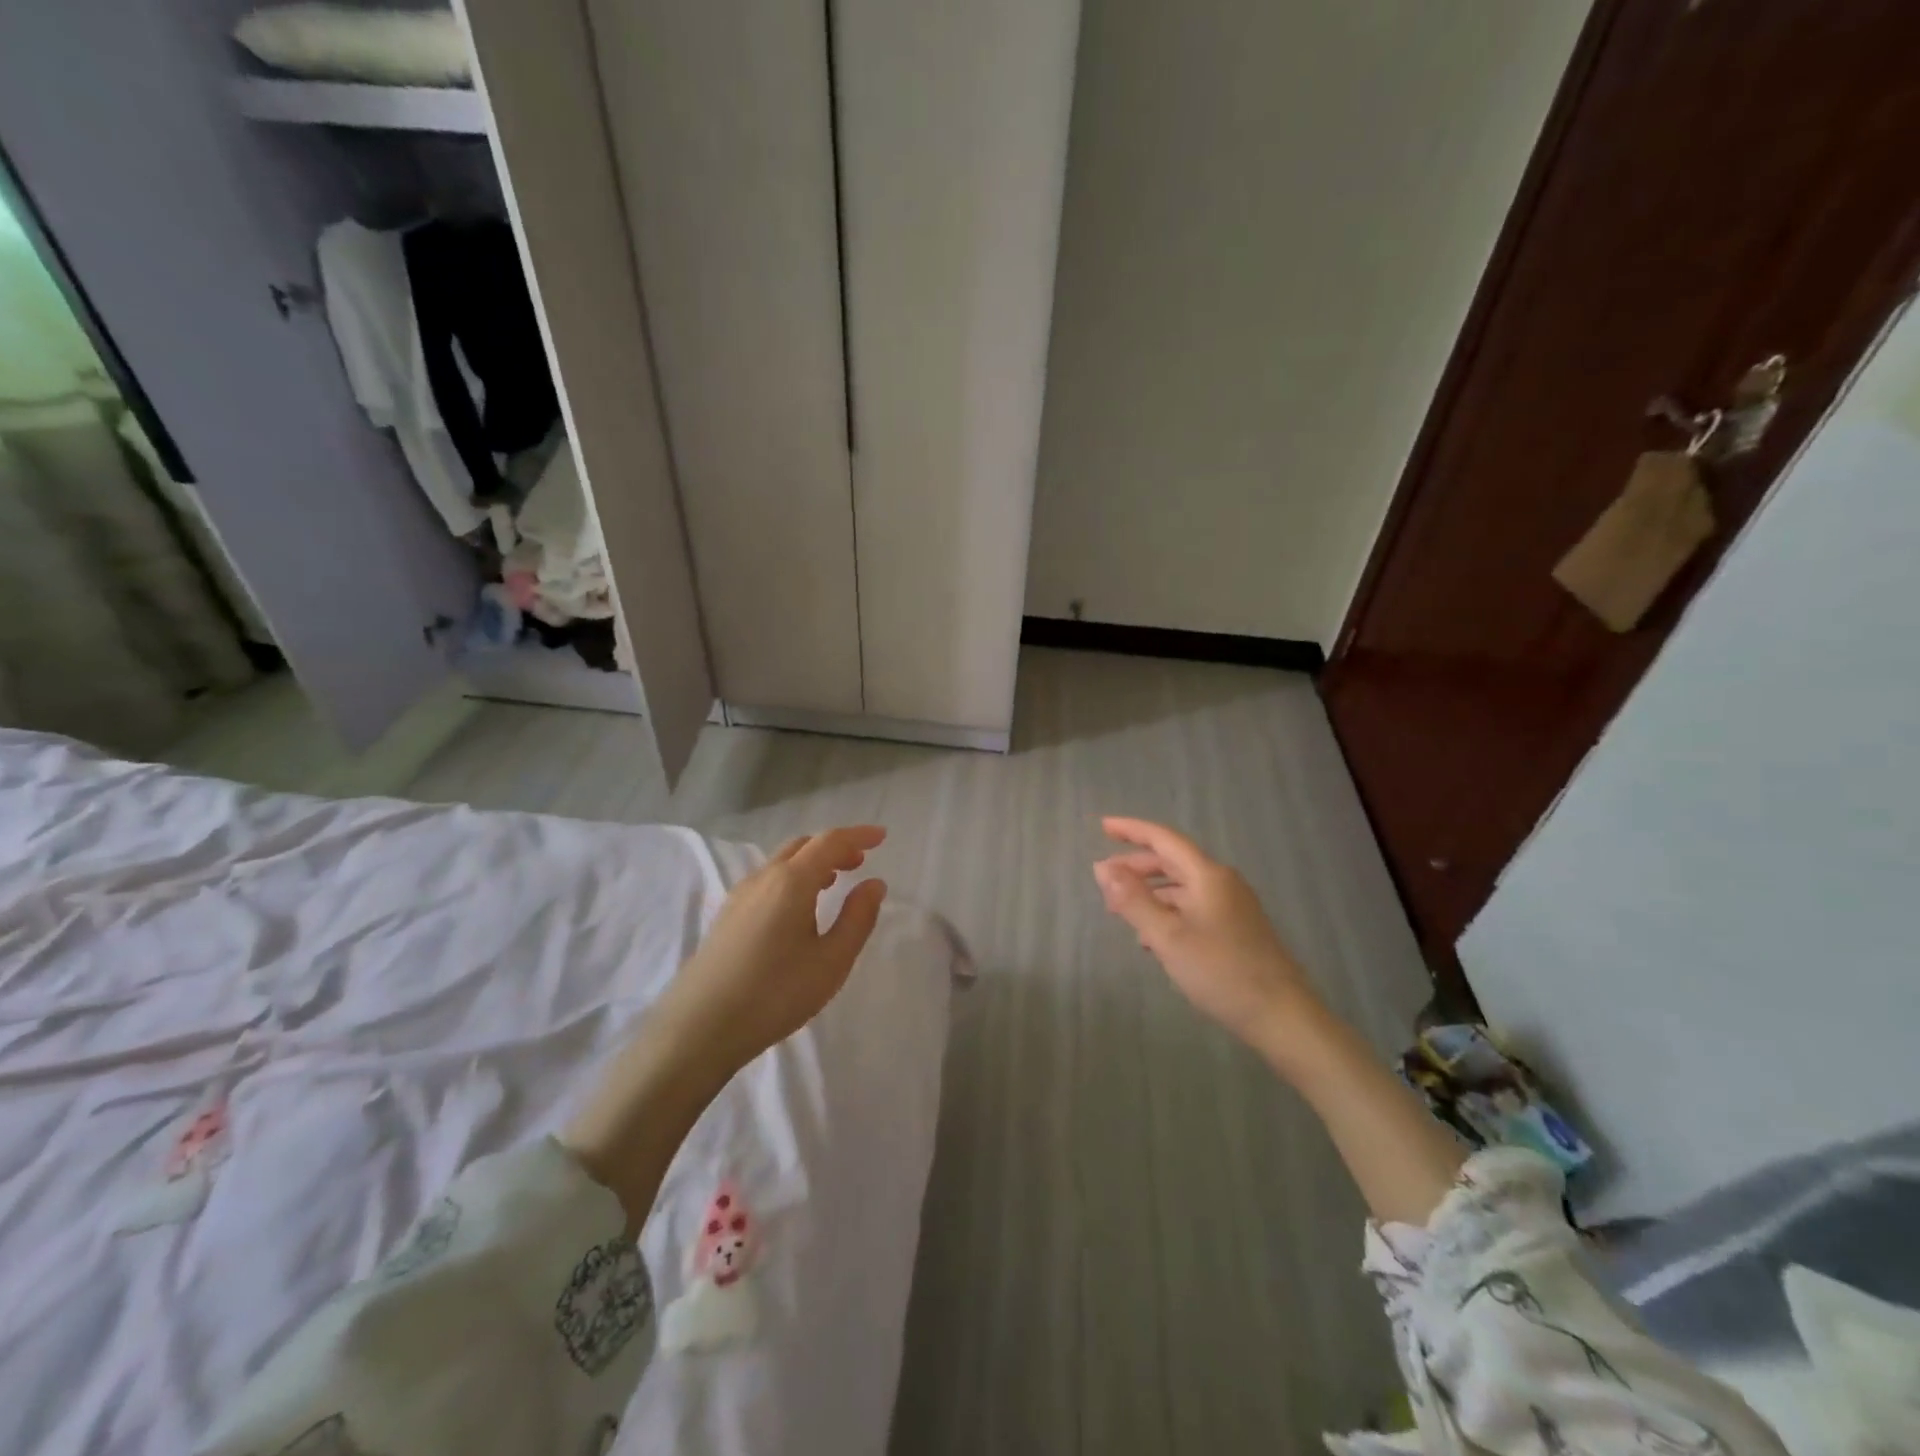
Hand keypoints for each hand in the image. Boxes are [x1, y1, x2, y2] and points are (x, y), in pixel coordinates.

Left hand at [561, 827, 886, 1229]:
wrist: (698, 1029)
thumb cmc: (774, 994)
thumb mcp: (831, 961)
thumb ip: (857, 918)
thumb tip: (874, 884)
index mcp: (791, 881)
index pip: (830, 842)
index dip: (858, 835)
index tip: (882, 836)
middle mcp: (763, 878)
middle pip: (803, 845)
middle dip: (834, 847)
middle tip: (860, 862)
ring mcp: (740, 896)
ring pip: (782, 862)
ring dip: (812, 862)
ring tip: (834, 882)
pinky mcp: (727, 916)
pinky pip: (767, 880)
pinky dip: (792, 878)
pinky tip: (799, 909)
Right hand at [1094, 817, 1320, 1054]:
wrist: (1282, 1016)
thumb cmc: (1221, 972)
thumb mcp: (1168, 936)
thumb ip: (1133, 900)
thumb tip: (1102, 868)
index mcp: (1208, 875)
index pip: (1164, 839)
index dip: (1131, 830)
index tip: (1102, 826)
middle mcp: (1222, 882)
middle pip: (1172, 862)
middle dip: (1136, 866)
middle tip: (1105, 879)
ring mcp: (1232, 906)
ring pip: (1182, 888)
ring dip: (1150, 893)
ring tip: (1122, 912)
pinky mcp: (1236, 929)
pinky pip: (1193, 908)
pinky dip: (1168, 912)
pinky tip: (1153, 938)